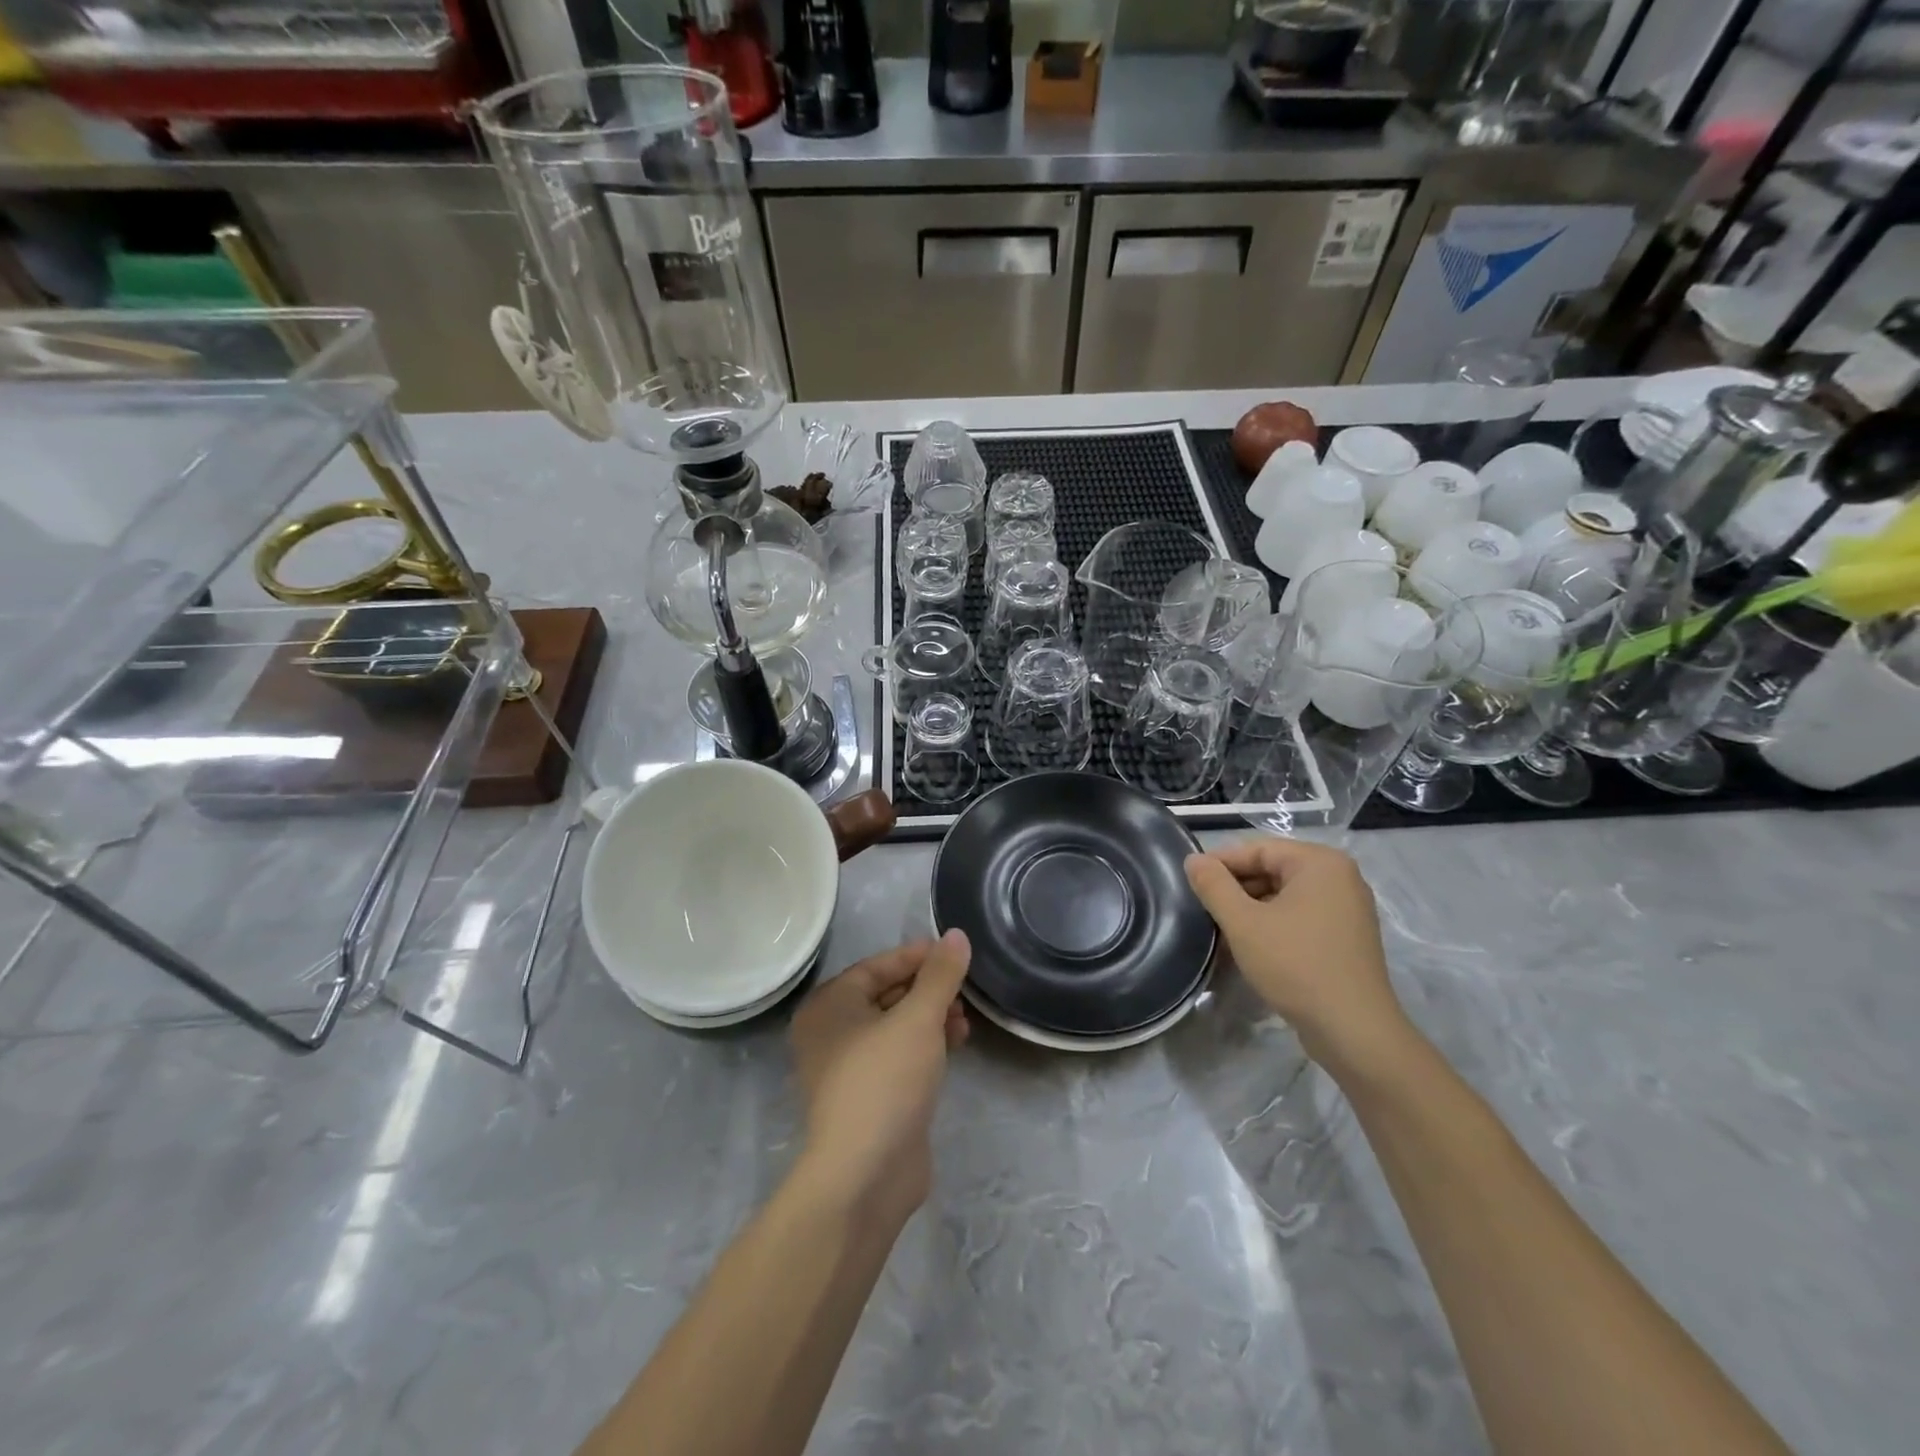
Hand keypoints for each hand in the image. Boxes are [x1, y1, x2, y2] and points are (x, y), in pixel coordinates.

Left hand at [789, 931, 971, 1226]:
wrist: (864, 1175)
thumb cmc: (884, 1081)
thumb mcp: (918, 1019)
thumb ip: (940, 975)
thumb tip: (957, 935)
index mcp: (829, 1005)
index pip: (877, 965)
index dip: (916, 956)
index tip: (953, 952)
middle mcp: (831, 1032)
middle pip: (886, 995)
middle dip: (928, 989)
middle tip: (964, 989)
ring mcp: (848, 1068)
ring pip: (895, 1027)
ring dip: (931, 1018)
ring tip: (965, 1021)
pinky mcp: (869, 1097)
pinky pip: (899, 1056)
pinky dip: (926, 1045)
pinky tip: (956, 1044)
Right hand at [1185, 838, 1414, 1077]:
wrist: (1353, 1031)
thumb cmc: (1296, 965)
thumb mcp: (1243, 923)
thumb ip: (1214, 885)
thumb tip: (1193, 859)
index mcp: (1320, 862)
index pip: (1258, 849)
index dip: (1220, 863)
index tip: (1191, 883)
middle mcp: (1340, 877)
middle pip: (1273, 869)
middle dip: (1236, 888)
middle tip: (1203, 909)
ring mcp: (1348, 908)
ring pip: (1285, 895)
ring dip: (1252, 908)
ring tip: (1222, 930)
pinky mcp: (1348, 937)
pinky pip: (1301, 916)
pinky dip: (1274, 924)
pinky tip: (1251, 947)